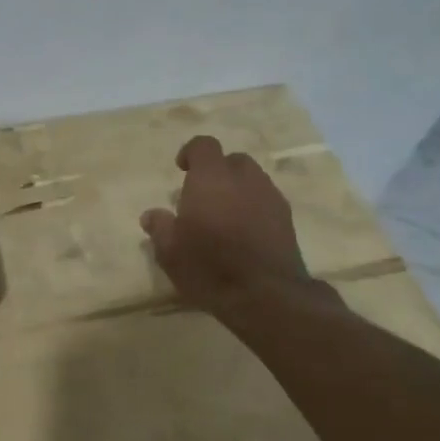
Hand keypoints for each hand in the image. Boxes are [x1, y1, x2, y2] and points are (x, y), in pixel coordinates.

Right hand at [140, 135, 326, 318]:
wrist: (266, 295)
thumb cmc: (209, 267)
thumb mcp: (170, 252)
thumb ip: (160, 228)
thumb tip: (151, 215)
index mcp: (211, 179)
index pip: (204, 145)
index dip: (191, 152)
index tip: (181, 169)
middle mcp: (244, 179)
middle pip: (232, 160)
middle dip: (218, 171)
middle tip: (202, 196)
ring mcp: (270, 197)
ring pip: (253, 179)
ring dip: (238, 189)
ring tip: (224, 216)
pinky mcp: (287, 219)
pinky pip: (267, 200)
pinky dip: (254, 207)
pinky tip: (244, 232)